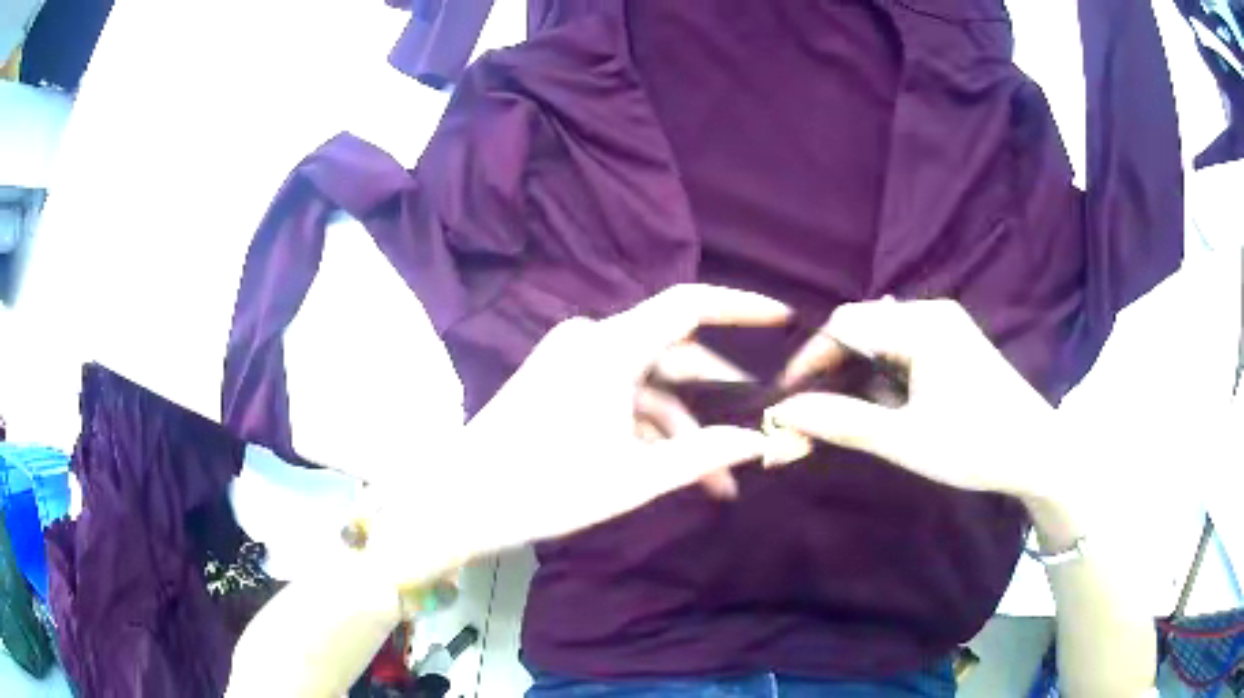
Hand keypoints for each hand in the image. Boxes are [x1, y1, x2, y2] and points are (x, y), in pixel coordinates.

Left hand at [361, 285, 790, 584]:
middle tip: (752, 442)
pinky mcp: (561, 382)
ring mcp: (572, 360)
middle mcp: (591, 340)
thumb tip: (759, 443)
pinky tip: (672, 471)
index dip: (740, 307)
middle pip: (674, 356)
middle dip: (715, 403)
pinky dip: (648, 428)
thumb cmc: (544, 488)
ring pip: (648, 385)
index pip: (689, 305)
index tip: (782, 320)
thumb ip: (702, 455)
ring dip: (682, 428)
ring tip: (715, 483)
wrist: (460, 501)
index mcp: (608, 348)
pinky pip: (620, 395)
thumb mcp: (633, 478)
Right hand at [767, 298, 1058, 499]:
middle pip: (863, 327)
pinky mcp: (955, 344)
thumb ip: (843, 422)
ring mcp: (947, 326)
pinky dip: (883, 376)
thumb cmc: (976, 446)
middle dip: (832, 369)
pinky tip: (883, 406)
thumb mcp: (905, 440)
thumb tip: (785, 414)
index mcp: (922, 325)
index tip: (787, 399)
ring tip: (844, 415)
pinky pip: (904, 349)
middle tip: (812, 413)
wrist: (1038, 454)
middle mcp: (932, 313)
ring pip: (882, 340)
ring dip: (856, 375)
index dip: (810, 359)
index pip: (846, 324)